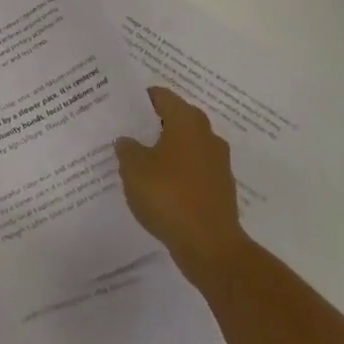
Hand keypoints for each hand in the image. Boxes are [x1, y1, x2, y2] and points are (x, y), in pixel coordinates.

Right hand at [115, 86, 247, 288]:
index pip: (161, 96)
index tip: (122, 107)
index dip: (140, 99)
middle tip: (126, 133)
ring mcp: (218, 163)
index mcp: (187, 120)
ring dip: (166, 151)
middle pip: (175, 119)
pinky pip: (193, 171)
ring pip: (185, 147)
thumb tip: (128, 140)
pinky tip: (159, 189)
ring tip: (139, 163)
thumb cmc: (169, 195)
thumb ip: (127, 148)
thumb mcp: (134, 168)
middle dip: (152, 126)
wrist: (211, 247)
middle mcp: (207, 134)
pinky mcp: (221, 189)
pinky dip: (177, 175)